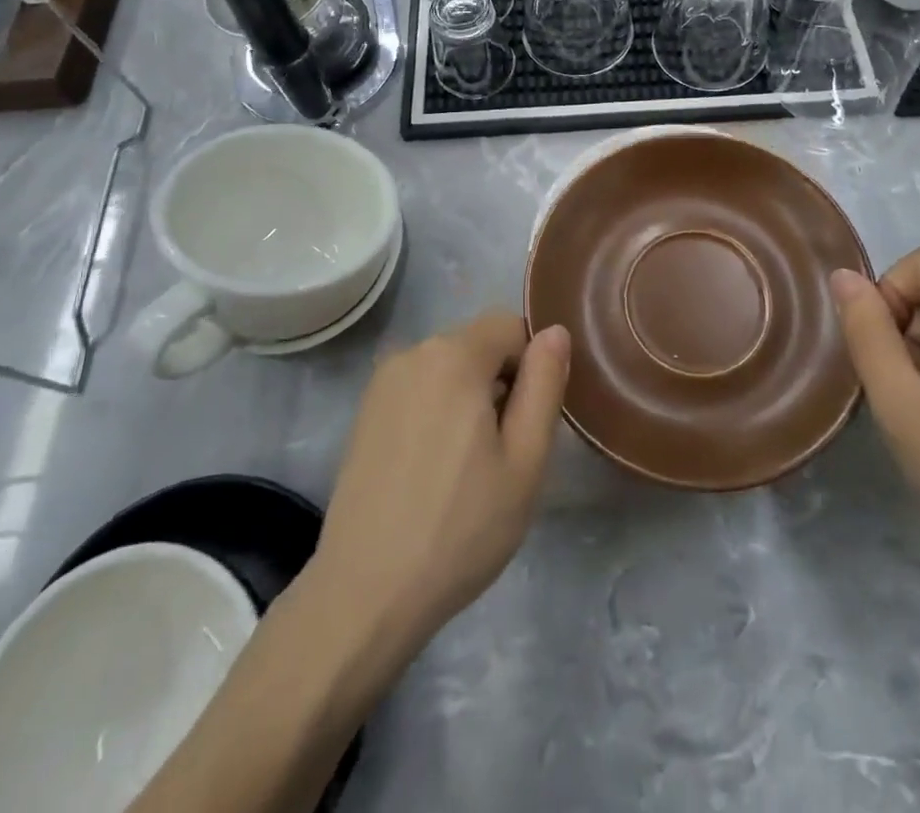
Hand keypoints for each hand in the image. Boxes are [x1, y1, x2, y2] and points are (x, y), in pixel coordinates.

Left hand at [309, 312, 569, 657]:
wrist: (366, 593)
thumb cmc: (460, 527)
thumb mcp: (525, 460)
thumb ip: (545, 385)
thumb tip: (555, 331)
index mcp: (454, 355)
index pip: (511, 326)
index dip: (532, 367)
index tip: (528, 423)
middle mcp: (413, 352)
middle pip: (478, 345)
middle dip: (500, 382)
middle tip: (503, 452)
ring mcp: (382, 382)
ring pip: (448, 368)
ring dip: (469, 398)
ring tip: (468, 466)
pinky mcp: (364, 412)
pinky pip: (419, 389)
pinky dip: (437, 412)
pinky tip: (433, 470)